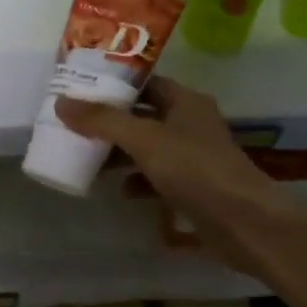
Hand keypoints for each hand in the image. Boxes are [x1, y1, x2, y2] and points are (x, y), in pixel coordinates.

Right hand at [55, 77, 306, 275]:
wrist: (245, 223)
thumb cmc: (196, 170)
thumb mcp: (144, 140)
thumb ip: (103, 121)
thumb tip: (60, 103)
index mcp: (186, 102)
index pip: (145, 83)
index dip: (115, 85)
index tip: (81, 90)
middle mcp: (191, 124)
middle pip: (143, 116)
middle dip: (111, 123)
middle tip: (76, 126)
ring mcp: (194, 157)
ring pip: (149, 148)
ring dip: (121, 153)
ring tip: (89, 159)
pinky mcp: (194, 187)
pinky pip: (157, 177)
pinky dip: (138, 180)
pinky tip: (121, 190)